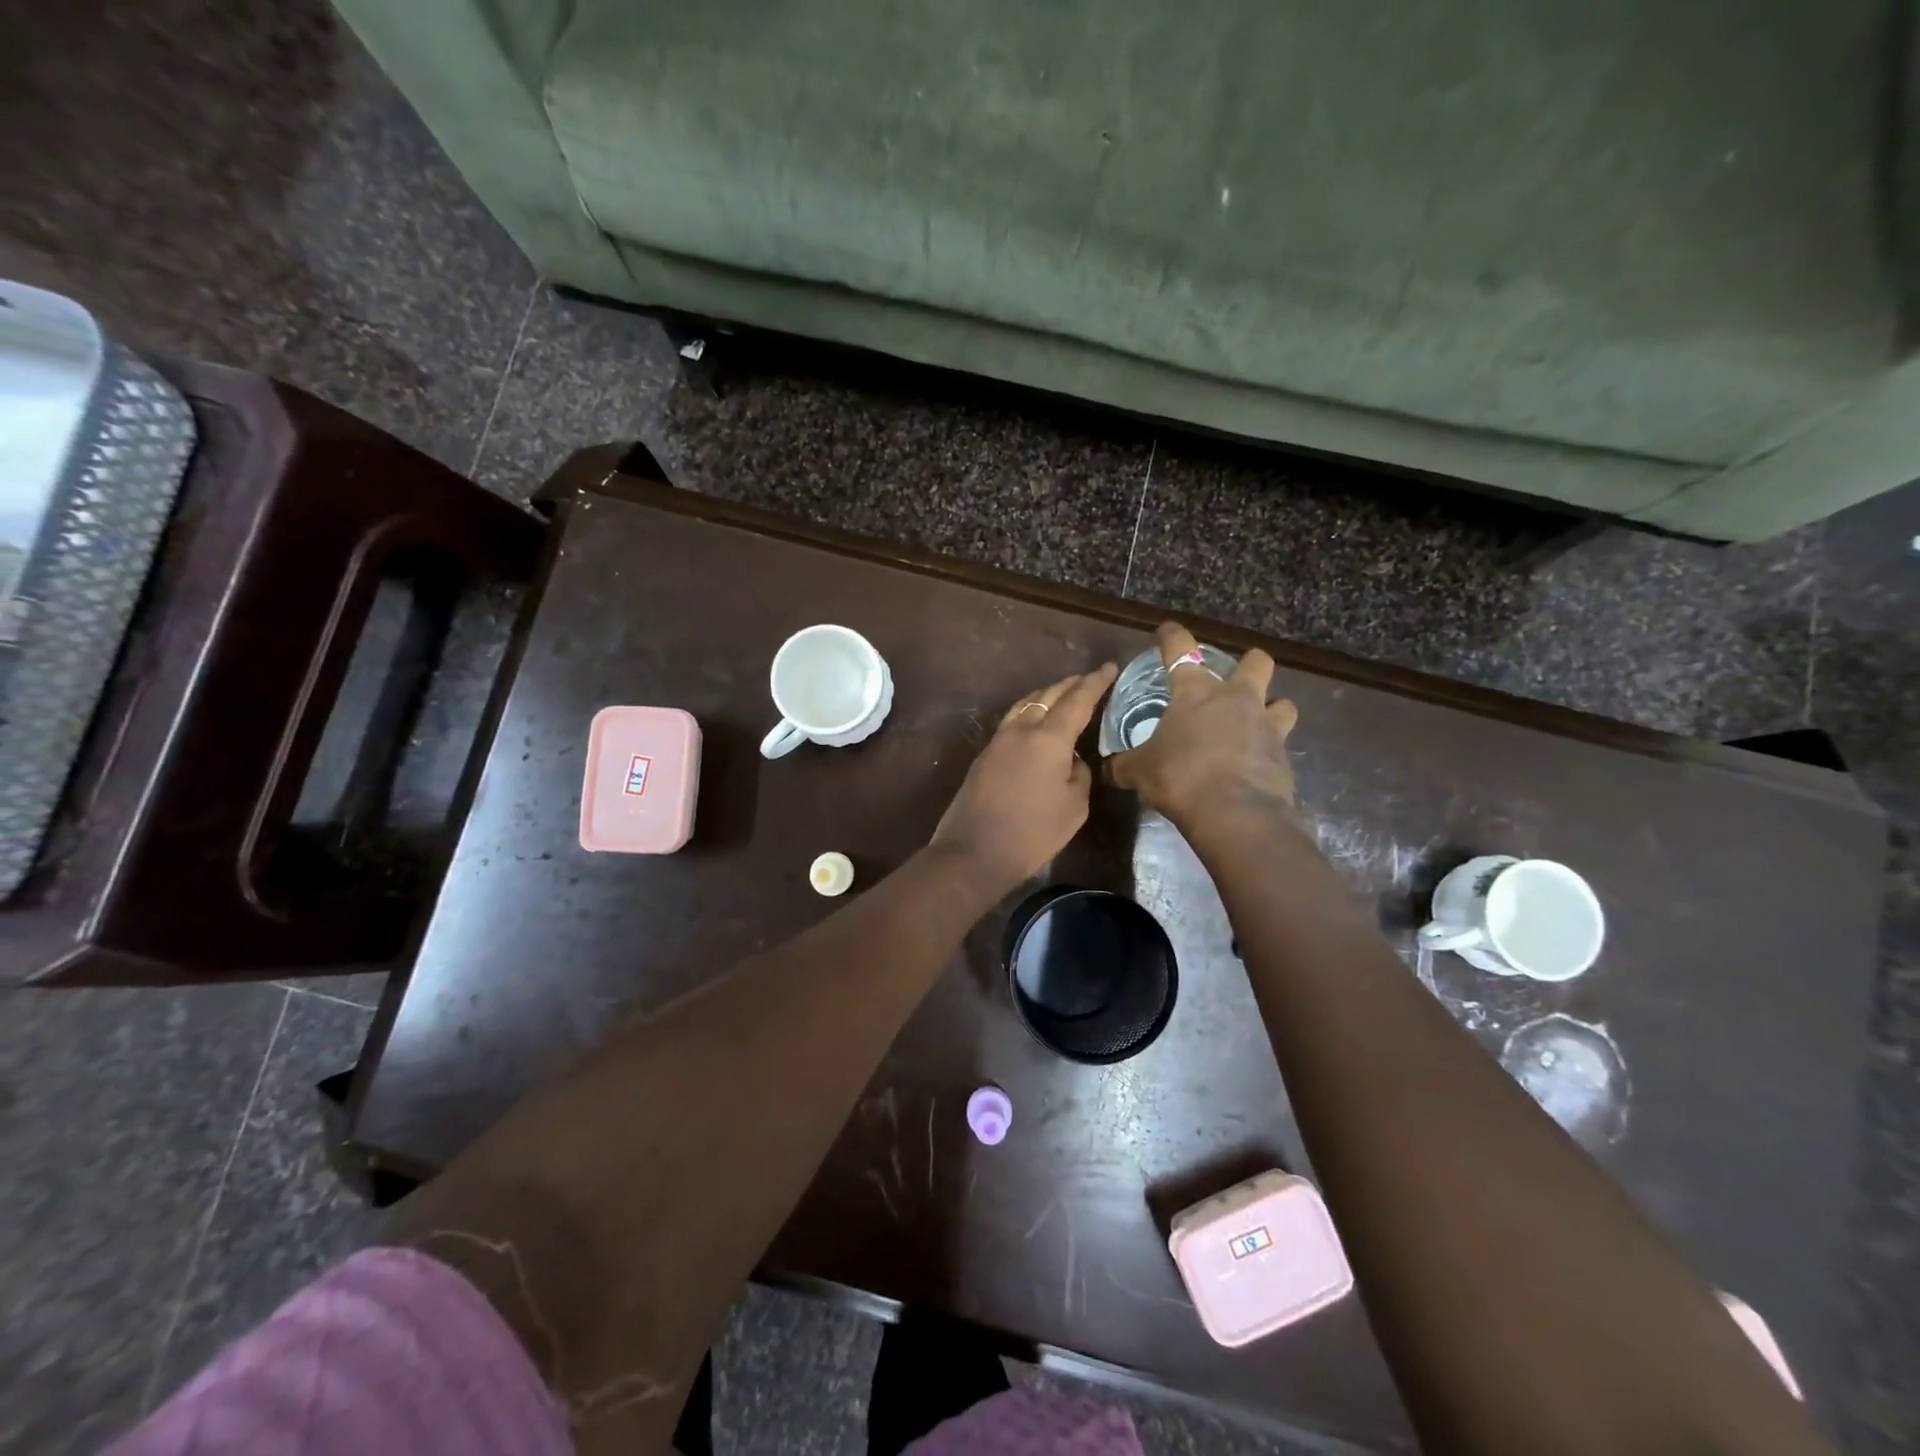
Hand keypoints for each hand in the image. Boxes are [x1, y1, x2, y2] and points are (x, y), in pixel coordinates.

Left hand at [930, 662, 1118, 897]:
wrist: (974, 851)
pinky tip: (1037, 722)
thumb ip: (1079, 774)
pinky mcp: (985, 754)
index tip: (1109, 667)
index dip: (1096, 683)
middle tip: (1090, 679)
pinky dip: (1031, 711)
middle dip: (1072, 684)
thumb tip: (1072, 759)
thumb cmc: (1032, 833)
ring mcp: (998, 740)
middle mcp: (1022, 729)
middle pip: (1049, 695)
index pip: (1078, 700)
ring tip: (1064, 694)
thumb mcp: (1074, 807)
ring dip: (1047, 695)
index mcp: (1049, 738)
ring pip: (1027, 704)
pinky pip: (1013, 720)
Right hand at [1106, 622, 1298, 829]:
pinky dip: (1269, 752)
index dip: (1172, 636)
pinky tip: (1255, 766)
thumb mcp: (1140, 771)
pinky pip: (1281, 745)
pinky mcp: (1283, 757)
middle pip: (1256, 663)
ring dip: (1272, 708)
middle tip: (1235, 678)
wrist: (1234, 812)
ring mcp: (1266, 726)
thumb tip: (1107, 770)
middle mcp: (1236, 699)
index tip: (1167, 630)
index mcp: (1195, 692)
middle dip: (1249, 663)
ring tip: (1258, 723)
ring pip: (1283, 703)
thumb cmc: (1179, 776)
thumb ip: (1124, 766)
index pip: (1180, 650)